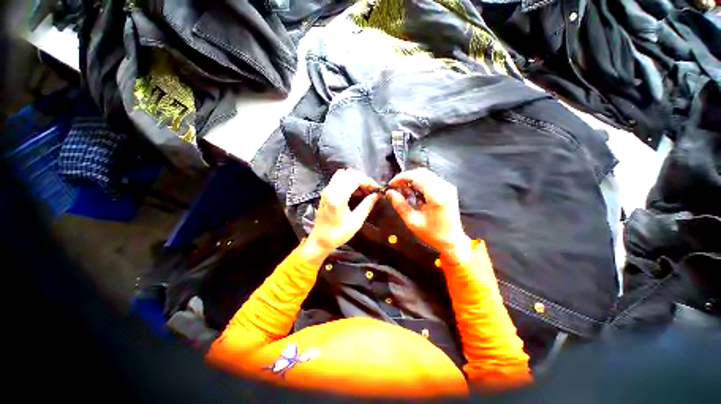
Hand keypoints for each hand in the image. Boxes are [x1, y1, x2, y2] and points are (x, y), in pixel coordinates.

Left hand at [304, 169, 379, 258]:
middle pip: (349, 173)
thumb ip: (367, 205)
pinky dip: (348, 180)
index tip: (377, 189)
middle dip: (363, 179)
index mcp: (338, 197)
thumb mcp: (356, 221)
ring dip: (355, 178)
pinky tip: (354, 190)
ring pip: (343, 174)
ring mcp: (326, 189)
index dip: (368, 181)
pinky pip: (338, 179)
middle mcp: (330, 189)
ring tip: (363, 189)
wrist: (320, 240)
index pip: (355, 179)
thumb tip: (376, 195)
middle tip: (371, 189)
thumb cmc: (338, 233)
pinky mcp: (325, 191)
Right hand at [386, 168, 471, 264]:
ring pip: (426, 174)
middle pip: (421, 172)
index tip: (391, 184)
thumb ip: (400, 205)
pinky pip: (431, 179)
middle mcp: (444, 187)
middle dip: (406, 177)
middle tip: (396, 187)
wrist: (452, 240)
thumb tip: (389, 192)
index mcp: (436, 196)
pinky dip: (420, 182)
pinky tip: (414, 192)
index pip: (416, 176)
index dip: (401, 177)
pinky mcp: (448, 189)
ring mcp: (447, 187)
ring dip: (413, 179)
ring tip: (404, 190)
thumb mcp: (413, 222)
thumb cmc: (432, 234)